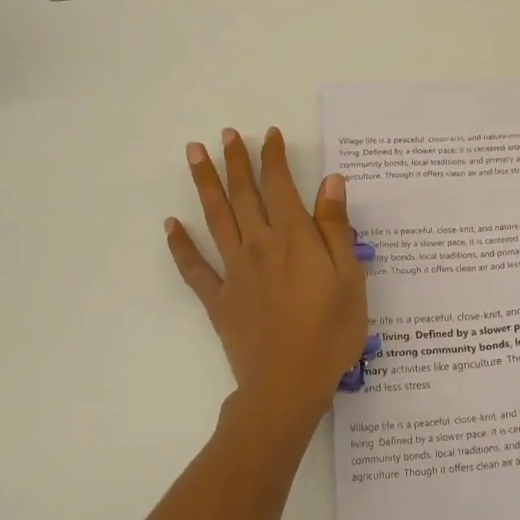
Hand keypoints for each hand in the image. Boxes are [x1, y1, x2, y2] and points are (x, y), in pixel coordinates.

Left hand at [167, 127, 368, 432]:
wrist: (288, 385)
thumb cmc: (331, 332)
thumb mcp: (350, 278)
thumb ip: (336, 228)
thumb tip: (331, 181)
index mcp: (295, 239)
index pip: (281, 186)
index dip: (274, 158)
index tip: (268, 134)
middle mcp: (260, 245)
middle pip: (244, 194)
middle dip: (236, 161)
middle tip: (225, 134)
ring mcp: (234, 271)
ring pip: (216, 218)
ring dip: (205, 184)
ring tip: (193, 153)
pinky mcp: (219, 299)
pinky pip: (194, 268)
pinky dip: (180, 245)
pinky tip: (170, 225)